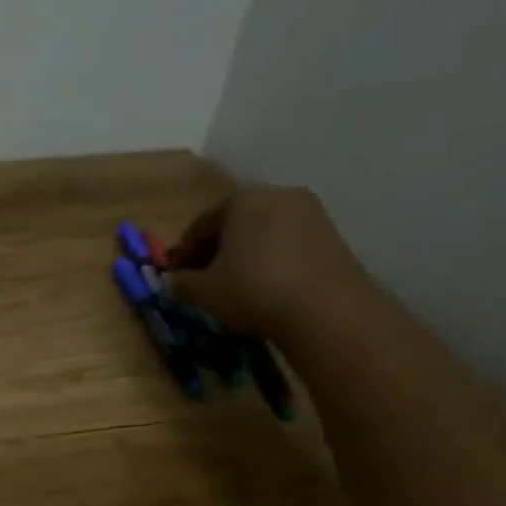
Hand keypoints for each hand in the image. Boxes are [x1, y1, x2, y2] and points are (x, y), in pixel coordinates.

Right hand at [167, 185, 373, 340]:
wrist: (327, 310)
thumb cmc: (253, 291)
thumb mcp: (204, 292)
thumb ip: (181, 283)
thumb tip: (172, 280)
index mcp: (241, 201)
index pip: (201, 224)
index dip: (184, 250)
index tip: (175, 273)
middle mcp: (277, 195)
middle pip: (235, 222)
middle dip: (216, 248)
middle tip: (203, 276)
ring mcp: (310, 213)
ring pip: (264, 231)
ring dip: (246, 253)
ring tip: (235, 282)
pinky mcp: (333, 235)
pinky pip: (289, 242)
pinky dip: (272, 258)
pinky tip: (265, 284)